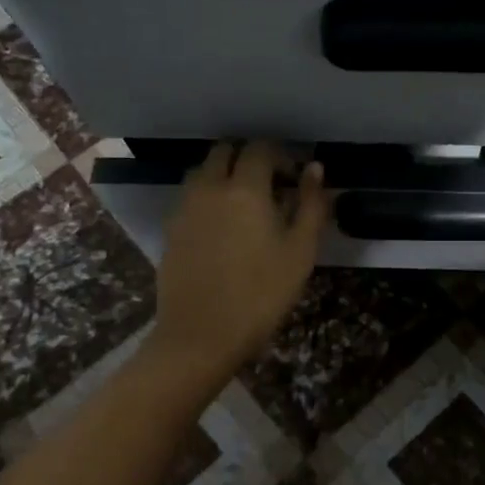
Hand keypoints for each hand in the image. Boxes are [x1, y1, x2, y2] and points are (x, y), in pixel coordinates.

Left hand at [150, 141, 327, 375]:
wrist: (201, 336)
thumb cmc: (261, 294)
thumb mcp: (300, 252)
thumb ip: (311, 204)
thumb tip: (314, 169)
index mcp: (245, 188)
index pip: (260, 149)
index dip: (281, 155)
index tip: (294, 176)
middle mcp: (209, 188)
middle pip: (224, 151)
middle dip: (248, 158)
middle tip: (269, 184)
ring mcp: (185, 208)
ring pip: (202, 172)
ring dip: (223, 174)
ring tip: (244, 204)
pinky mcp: (170, 229)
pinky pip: (190, 198)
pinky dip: (207, 198)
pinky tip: (222, 228)